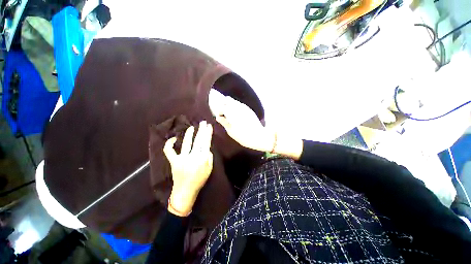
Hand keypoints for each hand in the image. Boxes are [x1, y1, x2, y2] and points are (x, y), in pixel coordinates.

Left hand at [163, 121, 213, 216]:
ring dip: (189, 134)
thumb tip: (207, 147)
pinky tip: (173, 139)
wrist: (185, 191)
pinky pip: (169, 152)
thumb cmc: (199, 180)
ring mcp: (181, 158)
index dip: (207, 134)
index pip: (206, 143)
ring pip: (186, 143)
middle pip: (198, 141)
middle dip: (201, 130)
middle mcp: (192, 157)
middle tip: (203, 122)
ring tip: (192, 127)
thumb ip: (209, 157)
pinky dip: (169, 145)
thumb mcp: (209, 169)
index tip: (209, 126)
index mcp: (202, 159)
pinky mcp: (173, 161)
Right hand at [214, 96, 274, 152]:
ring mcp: (245, 107)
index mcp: (232, 113)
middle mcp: (238, 107)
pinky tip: (238, 114)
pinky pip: (241, 105)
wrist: (258, 137)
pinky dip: (237, 107)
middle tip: (224, 113)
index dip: (219, 112)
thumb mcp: (230, 131)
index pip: (222, 107)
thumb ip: (224, 122)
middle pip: (228, 100)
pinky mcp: (250, 110)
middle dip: (224, 105)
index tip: (220, 117)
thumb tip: (218, 117)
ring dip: (231, 105)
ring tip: (230, 114)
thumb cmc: (243, 136)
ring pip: (235, 102)